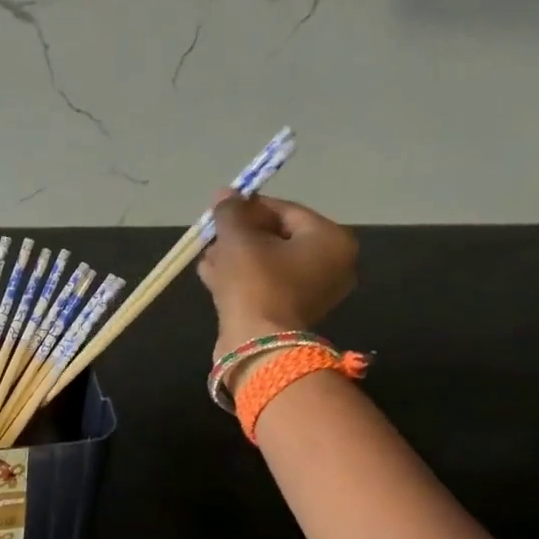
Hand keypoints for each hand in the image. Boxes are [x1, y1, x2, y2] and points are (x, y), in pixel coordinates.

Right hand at [196, 193, 357, 368]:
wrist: (256, 344)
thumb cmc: (255, 282)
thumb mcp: (238, 238)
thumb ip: (231, 212)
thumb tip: (225, 194)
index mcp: (331, 240)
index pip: (286, 210)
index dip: (249, 206)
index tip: (221, 208)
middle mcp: (331, 265)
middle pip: (278, 237)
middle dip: (240, 235)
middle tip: (212, 234)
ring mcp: (312, 293)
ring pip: (268, 263)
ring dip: (235, 256)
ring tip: (207, 256)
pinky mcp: (291, 314)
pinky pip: (266, 285)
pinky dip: (241, 278)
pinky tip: (211, 274)